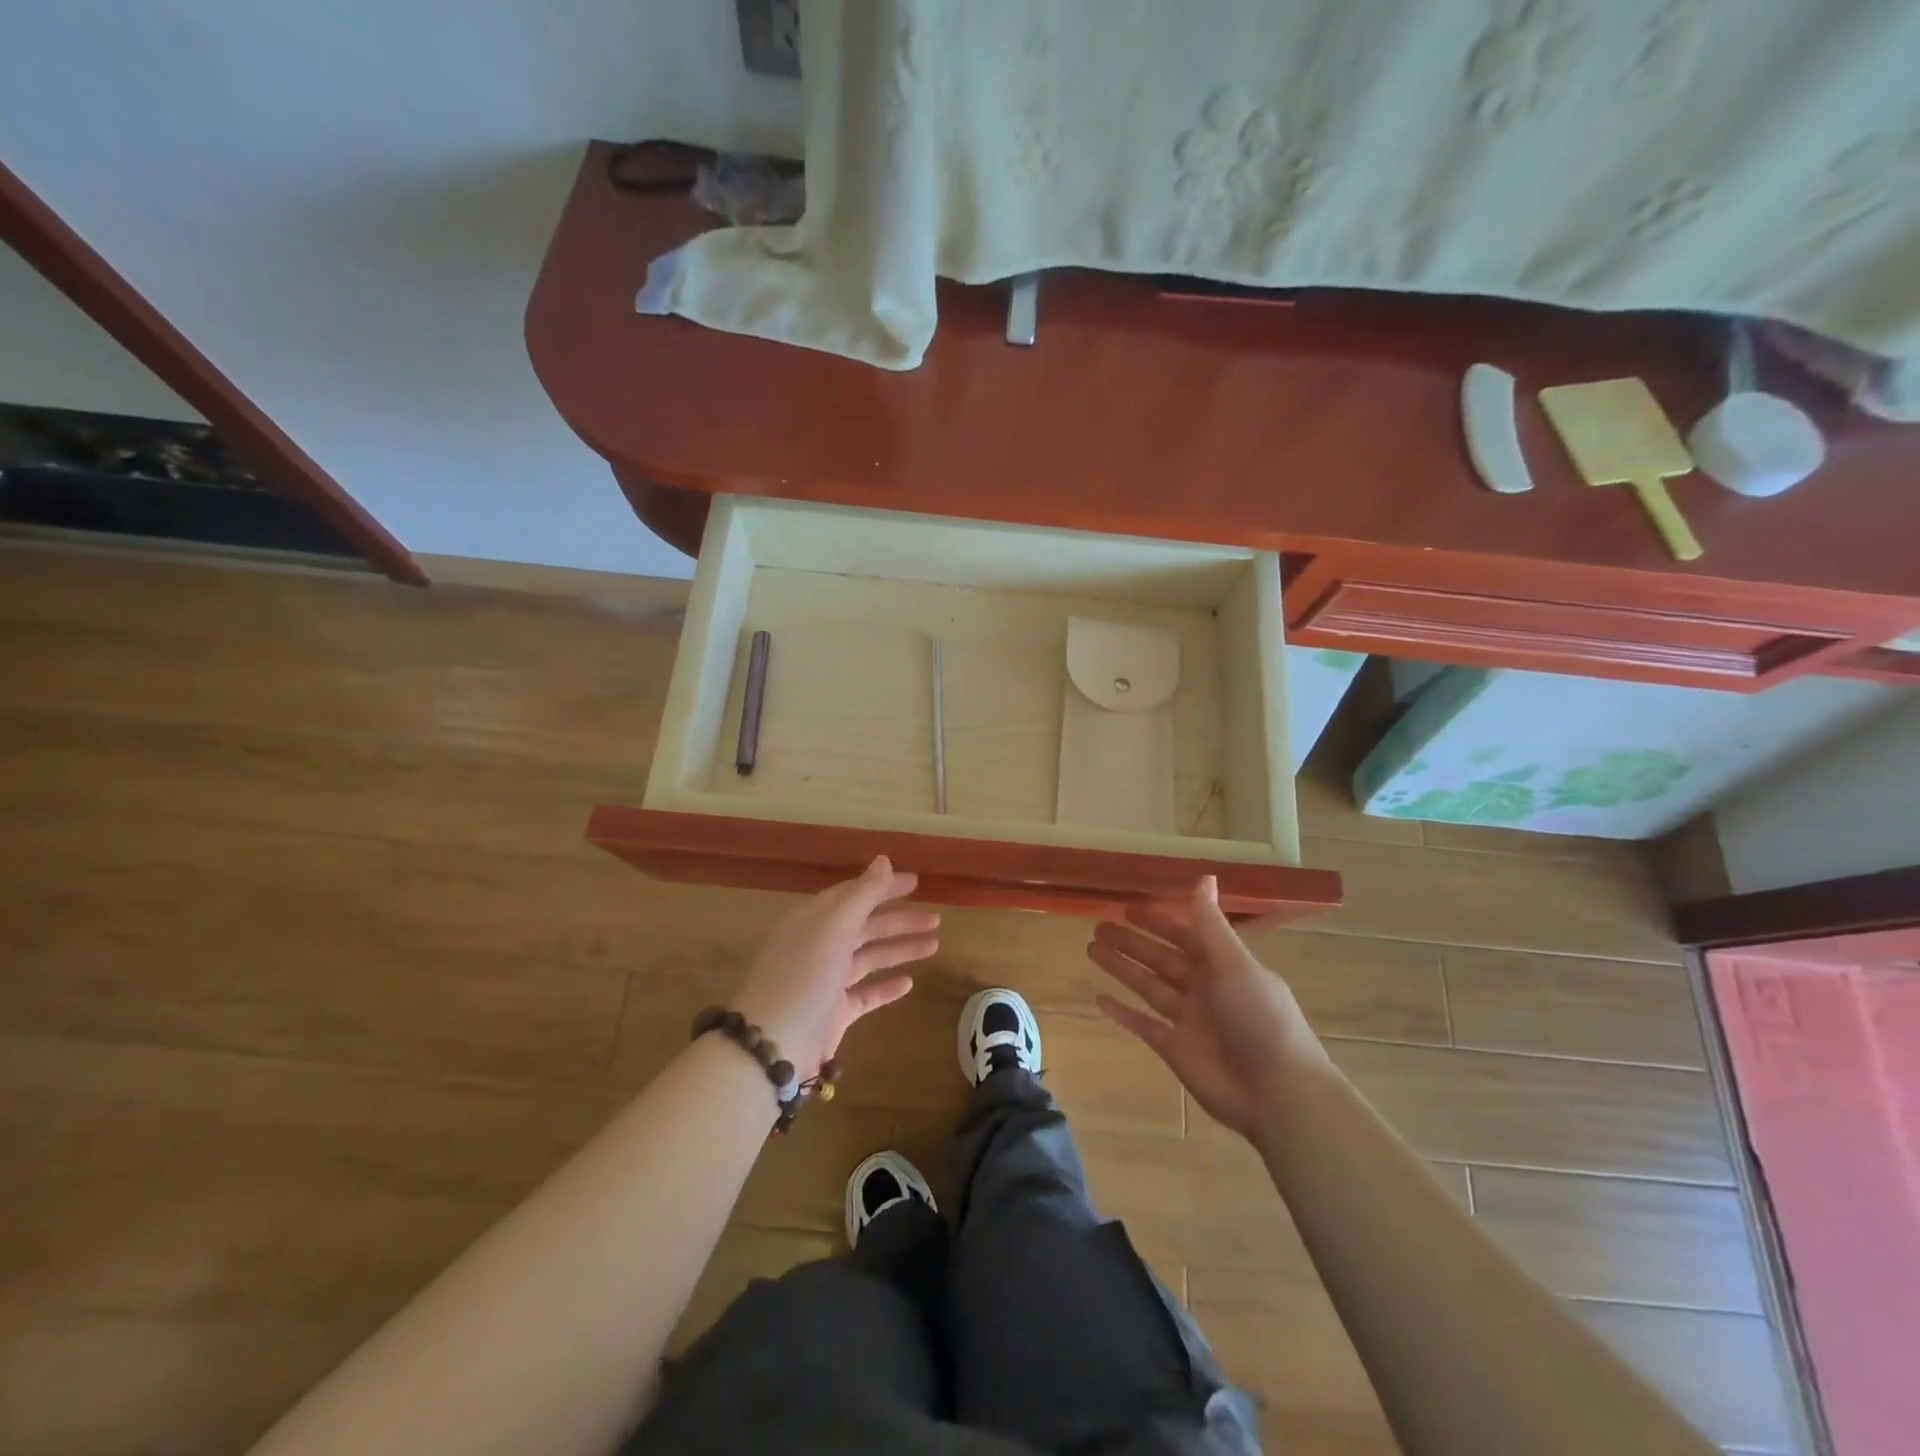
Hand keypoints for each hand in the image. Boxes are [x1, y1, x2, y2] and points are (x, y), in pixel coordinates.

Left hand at [732, 857, 938, 1079]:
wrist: (774, 1045)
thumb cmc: (804, 975)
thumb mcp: (834, 926)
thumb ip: (863, 893)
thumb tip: (884, 860)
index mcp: (813, 919)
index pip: (853, 894)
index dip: (883, 887)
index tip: (916, 883)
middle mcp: (819, 945)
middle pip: (864, 925)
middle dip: (899, 920)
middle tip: (935, 918)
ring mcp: (826, 981)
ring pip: (869, 958)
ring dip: (899, 949)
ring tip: (934, 945)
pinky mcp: (834, 1013)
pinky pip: (865, 994)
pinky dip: (886, 987)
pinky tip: (909, 982)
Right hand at [1088, 876, 1327, 1140]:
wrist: (1276, 1091)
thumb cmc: (1259, 1018)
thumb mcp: (1234, 963)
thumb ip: (1210, 924)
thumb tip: (1204, 877)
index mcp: (1222, 965)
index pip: (1184, 934)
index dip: (1158, 920)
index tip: (1128, 906)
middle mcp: (1204, 988)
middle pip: (1160, 958)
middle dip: (1131, 942)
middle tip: (1098, 926)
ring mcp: (1188, 1020)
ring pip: (1148, 986)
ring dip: (1122, 968)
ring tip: (1091, 949)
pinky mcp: (1175, 1050)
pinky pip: (1143, 1025)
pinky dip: (1122, 1013)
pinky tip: (1099, 999)